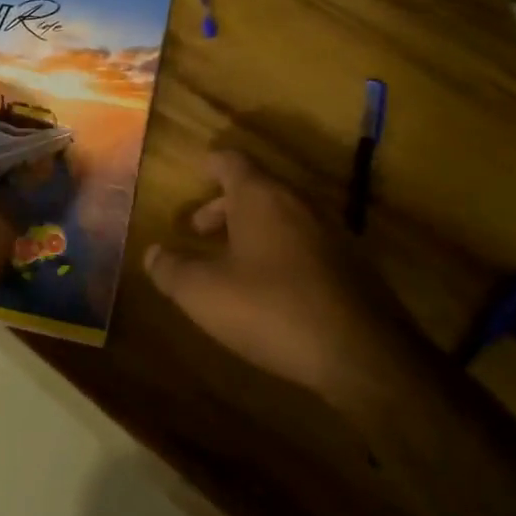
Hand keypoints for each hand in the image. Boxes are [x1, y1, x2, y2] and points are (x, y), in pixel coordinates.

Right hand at [143, 150, 408, 396]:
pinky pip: (304, 243)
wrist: (363, 355)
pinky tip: (269, 289)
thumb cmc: (272, 309)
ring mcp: (331, 232)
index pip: (231, 160)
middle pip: (256, 188)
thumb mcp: (204, 293)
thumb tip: (152, 253)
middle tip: (197, 232)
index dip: (209, 164)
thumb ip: (171, 269)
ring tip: (228, 263)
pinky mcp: (352, 265)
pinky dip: (279, 251)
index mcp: (261, 197)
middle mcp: (298, 203)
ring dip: (251, 230)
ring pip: (281, 216)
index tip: (194, 174)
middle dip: (222, 207)